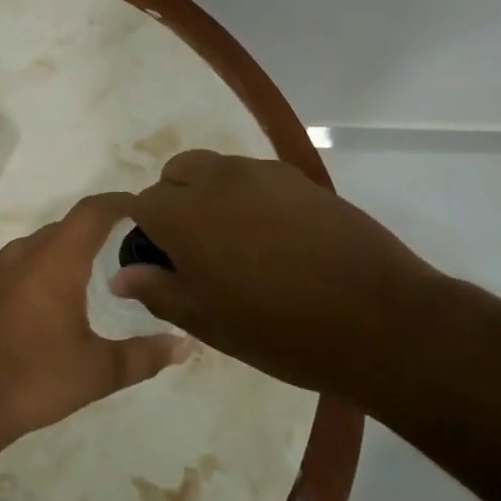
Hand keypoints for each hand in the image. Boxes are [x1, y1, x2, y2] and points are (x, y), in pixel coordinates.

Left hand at [0, 193, 189, 463]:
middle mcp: (26, 252)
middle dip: (102, 228)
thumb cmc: (34, 378)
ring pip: (46, 243)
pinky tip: (64, 295)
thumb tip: (185, 346)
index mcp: (55, 259)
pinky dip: (51, 265)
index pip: (93, 211)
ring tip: (105, 268)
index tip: (148, 206)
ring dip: (74, 248)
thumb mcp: (97, 371)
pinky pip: (27, 262)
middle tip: (136, 244)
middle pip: (70, 225)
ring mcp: (0, 269)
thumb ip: (145, 355)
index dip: (121, 202)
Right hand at [110, 150, 447, 399]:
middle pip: (177, 171)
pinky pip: (256, 176)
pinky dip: (248, 195)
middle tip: (196, 248)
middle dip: (174, 199)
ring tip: (237, 242)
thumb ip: (159, 291)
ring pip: (217, 169)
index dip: (145, 231)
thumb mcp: (210, 323)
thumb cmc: (282, 331)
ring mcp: (264, 174)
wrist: (379, 319)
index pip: (142, 203)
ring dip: (211, 194)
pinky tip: (275, 237)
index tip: (162, 261)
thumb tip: (121, 275)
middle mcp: (219, 180)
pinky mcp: (301, 179)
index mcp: (186, 215)